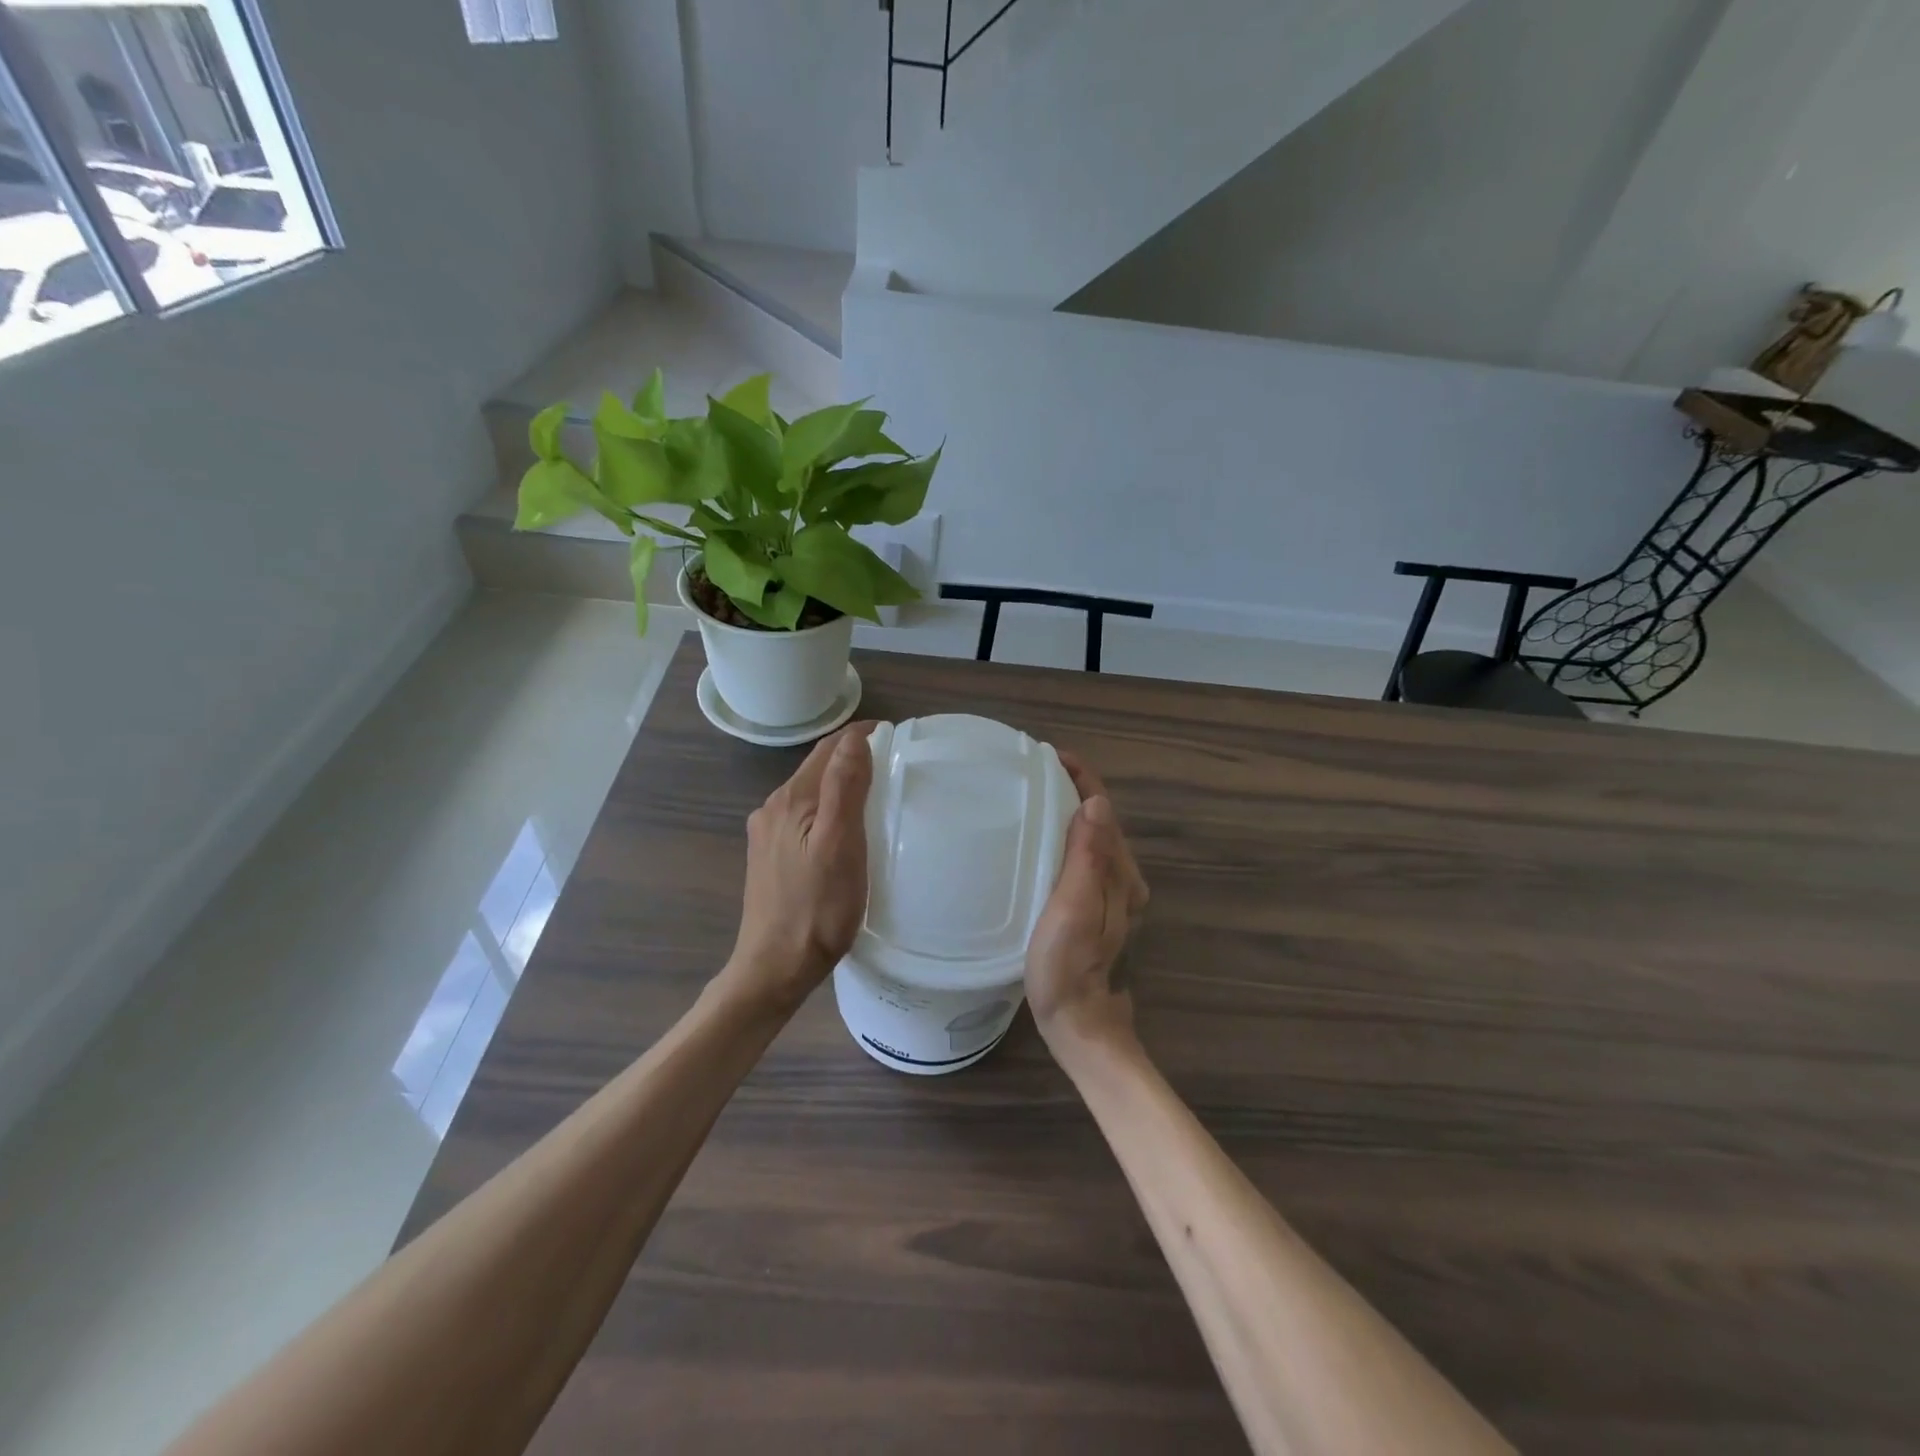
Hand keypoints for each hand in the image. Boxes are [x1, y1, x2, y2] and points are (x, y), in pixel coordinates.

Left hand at [721, 722, 874, 1014]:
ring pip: (810, 793)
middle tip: (893, 763)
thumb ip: (845, 787)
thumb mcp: (840, 845)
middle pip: (817, 768)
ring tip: (875, 792)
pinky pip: (803, 817)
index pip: (829, 748)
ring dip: (840, 783)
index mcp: (791, 799)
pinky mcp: (769, 856)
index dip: (861, 736)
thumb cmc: (817, 909)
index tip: (896, 736)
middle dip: (852, 756)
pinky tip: (844, 829)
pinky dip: (827, 809)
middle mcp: (772, 808)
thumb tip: (855, 737)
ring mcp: (767, 833)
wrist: (774, 968)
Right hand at [1025, 754, 1149, 1053]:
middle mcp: (1123, 879)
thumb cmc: (1067, 969)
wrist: (1079, 1025)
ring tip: (1034, 794)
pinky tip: (1042, 839)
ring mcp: (1111, 894)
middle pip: (1101, 820)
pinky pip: (1084, 857)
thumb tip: (1097, 804)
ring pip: (1092, 837)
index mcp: (1120, 875)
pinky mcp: (1096, 907)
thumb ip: (1088, 859)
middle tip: (1032, 770)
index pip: (1104, 810)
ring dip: (1069, 810)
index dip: (1081, 778)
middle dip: (1073, 788)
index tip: (1049, 755)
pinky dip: (1065, 836)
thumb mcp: (1073, 911)